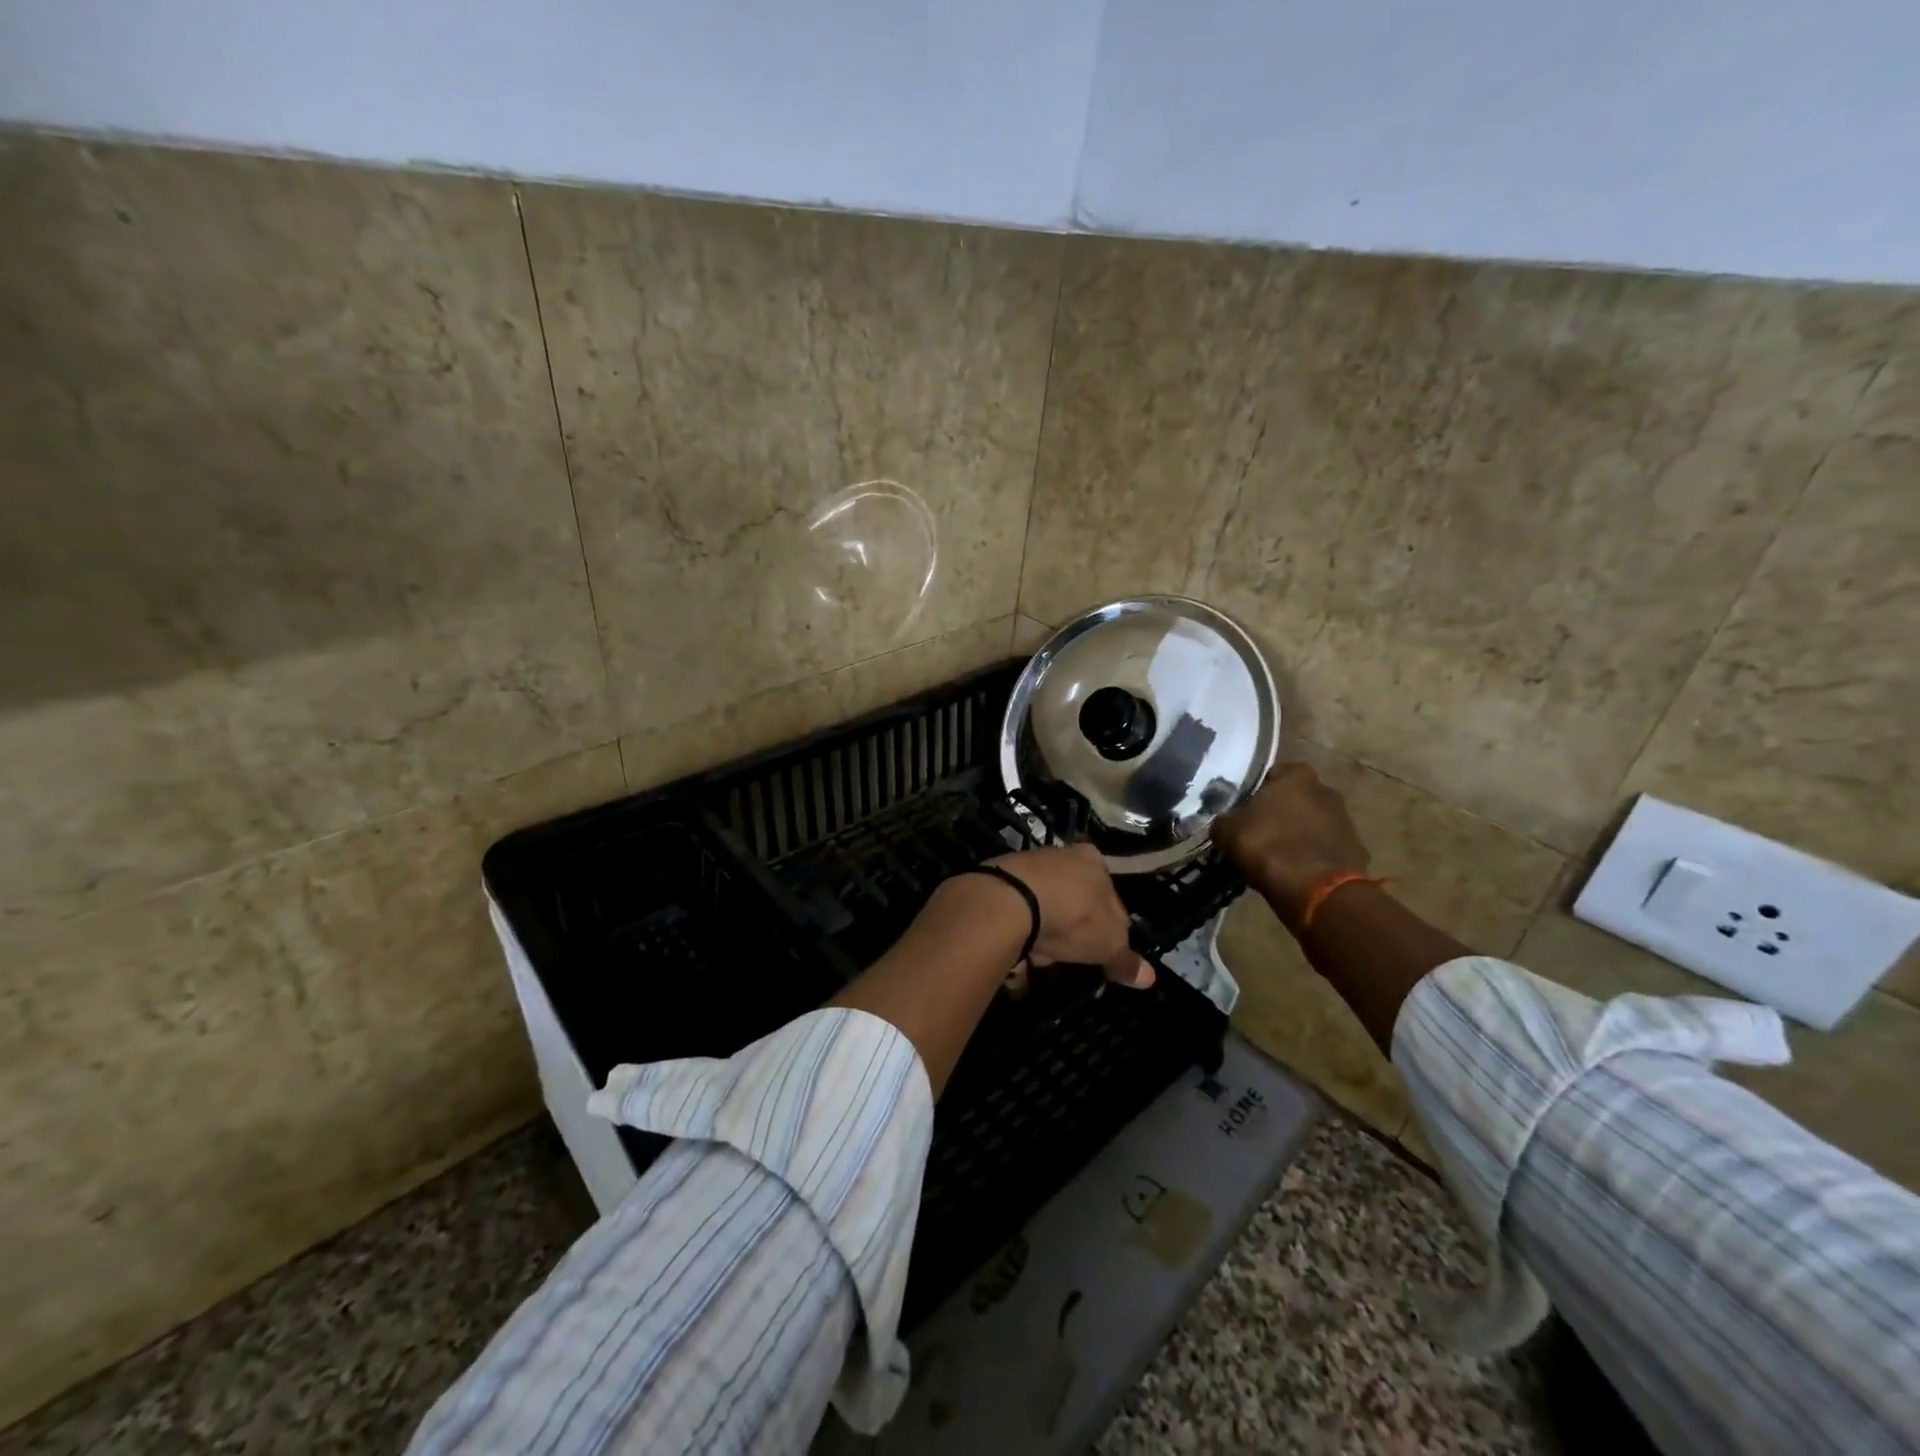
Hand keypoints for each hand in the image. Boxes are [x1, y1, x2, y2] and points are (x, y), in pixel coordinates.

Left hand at [985, 844, 1154, 989]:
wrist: (1011, 900)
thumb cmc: (1073, 915)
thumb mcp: (1108, 943)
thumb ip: (1125, 960)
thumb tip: (1149, 977)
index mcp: (1095, 860)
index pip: (1111, 896)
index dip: (1111, 928)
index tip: (1102, 952)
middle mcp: (1062, 854)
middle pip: (1075, 900)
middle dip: (1073, 931)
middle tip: (1070, 956)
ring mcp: (1028, 864)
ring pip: (1045, 906)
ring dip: (1045, 933)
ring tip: (1040, 958)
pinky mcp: (999, 880)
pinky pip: (1017, 911)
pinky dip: (1020, 931)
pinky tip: (1018, 951)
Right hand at [1211, 763, 1370, 925]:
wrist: (1316, 890)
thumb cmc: (1268, 846)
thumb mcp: (1228, 831)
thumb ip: (1225, 820)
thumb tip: (1223, 821)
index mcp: (1296, 776)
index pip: (1273, 773)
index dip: (1256, 790)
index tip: (1243, 808)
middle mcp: (1326, 790)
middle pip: (1296, 797)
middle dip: (1280, 811)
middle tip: (1258, 831)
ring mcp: (1345, 821)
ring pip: (1313, 822)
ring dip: (1298, 834)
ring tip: (1276, 855)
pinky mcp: (1356, 850)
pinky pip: (1325, 848)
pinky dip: (1312, 856)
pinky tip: (1296, 872)